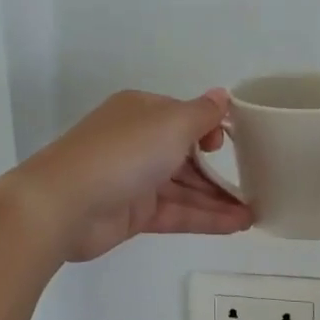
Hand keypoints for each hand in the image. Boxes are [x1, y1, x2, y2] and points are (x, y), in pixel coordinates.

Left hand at [16, 89, 254, 261]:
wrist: (63, 205)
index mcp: (142, 112)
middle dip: (220, 171)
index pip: (184, 116)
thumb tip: (222, 95)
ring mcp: (135, 180)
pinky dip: (205, 217)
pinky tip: (236, 225)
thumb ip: (203, 113)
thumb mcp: (171, 123)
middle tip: (256, 185)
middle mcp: (138, 142)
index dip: (211, 129)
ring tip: (254, 213)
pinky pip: (176, 212)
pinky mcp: (133, 214)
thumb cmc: (122, 153)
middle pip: (187, 156)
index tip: (231, 145)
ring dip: (218, 199)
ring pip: (185, 188)